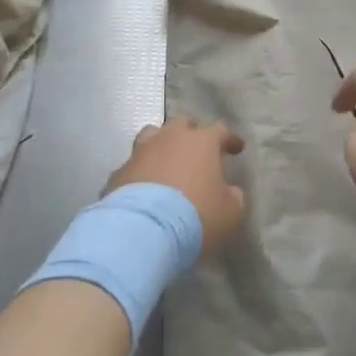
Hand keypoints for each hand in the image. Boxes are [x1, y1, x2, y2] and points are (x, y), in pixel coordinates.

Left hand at [104, 118, 245, 255]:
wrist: (143, 230)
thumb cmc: (196, 216)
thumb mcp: (230, 213)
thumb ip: (233, 197)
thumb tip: (229, 192)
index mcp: (202, 142)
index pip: (220, 131)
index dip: (230, 139)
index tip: (237, 148)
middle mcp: (170, 138)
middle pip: (182, 125)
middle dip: (192, 135)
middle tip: (198, 151)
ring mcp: (141, 152)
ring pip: (152, 136)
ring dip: (162, 146)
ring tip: (167, 162)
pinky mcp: (119, 172)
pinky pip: (134, 166)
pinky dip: (142, 173)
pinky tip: (145, 188)